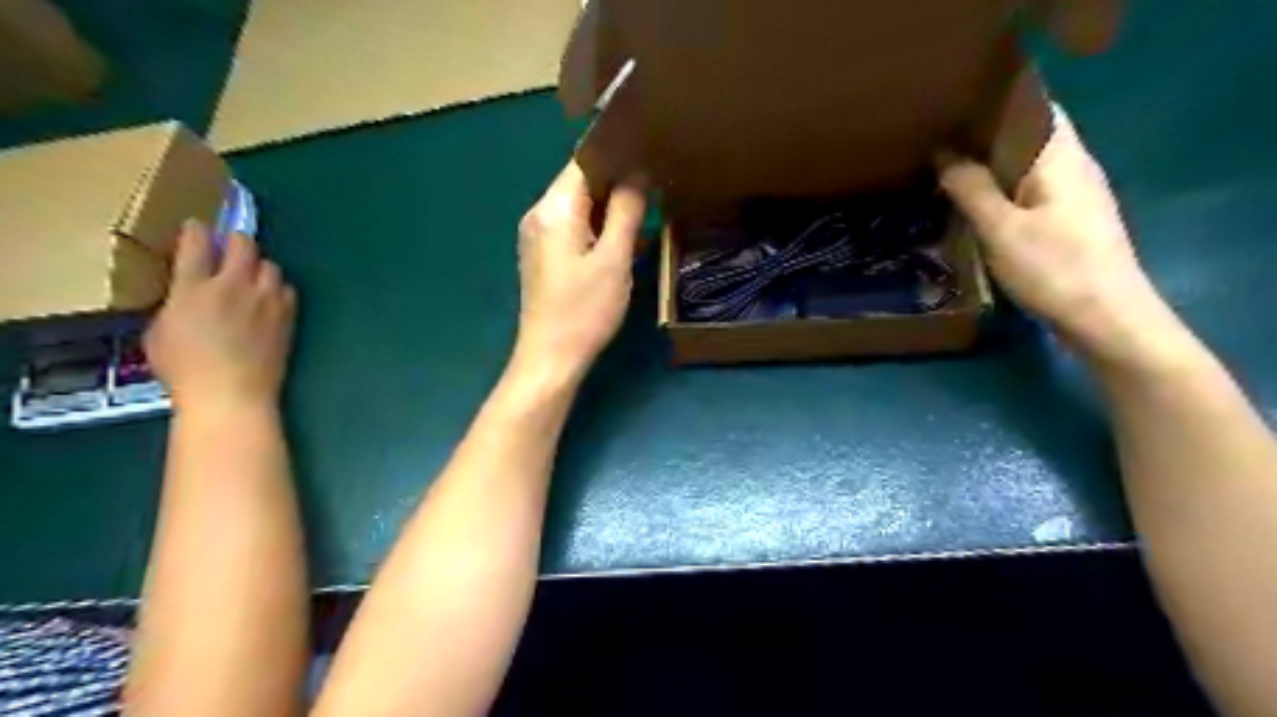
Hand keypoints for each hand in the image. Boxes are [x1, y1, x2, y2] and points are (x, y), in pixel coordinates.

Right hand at [141, 221, 295, 416]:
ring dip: (259, 267)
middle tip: (229, 248)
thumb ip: (176, 302)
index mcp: (194, 288)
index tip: (196, 227)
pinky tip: (269, 299)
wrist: (232, 392)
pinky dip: (278, 289)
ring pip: (271, 265)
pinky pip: (287, 289)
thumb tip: (188, 292)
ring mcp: (266, 300)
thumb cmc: (185, 369)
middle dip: (236, 240)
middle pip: (243, 244)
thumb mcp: (160, 331)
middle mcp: (234, 286)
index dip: (197, 230)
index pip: (197, 244)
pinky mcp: (288, 315)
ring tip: (250, 278)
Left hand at [512, 160, 644, 379]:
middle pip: (581, 183)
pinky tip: (625, 240)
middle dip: (617, 181)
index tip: (650, 154)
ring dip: (610, 207)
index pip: (584, 162)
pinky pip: (574, 229)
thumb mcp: (614, 259)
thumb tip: (637, 174)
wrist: (550, 359)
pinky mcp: (545, 257)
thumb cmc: (584, 311)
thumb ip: (626, 212)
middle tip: (656, 181)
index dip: (617, 155)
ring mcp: (539, 237)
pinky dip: (598, 229)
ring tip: (647, 208)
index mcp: (554, 209)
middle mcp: (540, 215)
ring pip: (579, 207)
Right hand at [936, 103, 1175, 359]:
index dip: (996, 104)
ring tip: (946, 173)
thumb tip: (944, 153)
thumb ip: (971, 188)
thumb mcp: (1002, 229)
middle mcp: (1073, 168)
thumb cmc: (1054, 268)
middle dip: (985, 138)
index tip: (953, 109)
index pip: (1033, 109)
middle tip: (937, 143)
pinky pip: (1028, 195)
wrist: (1105, 319)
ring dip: (990, 169)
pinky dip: (1000, 194)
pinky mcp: (1069, 225)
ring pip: (1026, 170)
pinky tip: (973, 208)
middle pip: (1028, 139)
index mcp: (1062, 157)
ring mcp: (1074, 198)